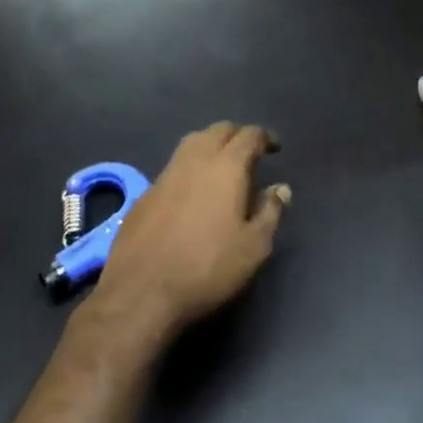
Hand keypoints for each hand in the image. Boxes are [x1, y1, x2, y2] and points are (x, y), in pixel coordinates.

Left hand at [92, 122, 289, 343]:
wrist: (141, 291)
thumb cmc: (207, 268)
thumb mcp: (253, 247)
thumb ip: (270, 212)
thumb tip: (281, 188)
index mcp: (225, 167)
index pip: (248, 136)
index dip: (264, 137)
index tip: (274, 147)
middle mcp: (194, 160)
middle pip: (217, 131)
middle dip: (236, 135)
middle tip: (249, 153)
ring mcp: (165, 175)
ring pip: (191, 143)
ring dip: (210, 145)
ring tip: (222, 166)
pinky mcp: (144, 194)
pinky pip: (173, 167)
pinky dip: (189, 168)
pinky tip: (192, 192)